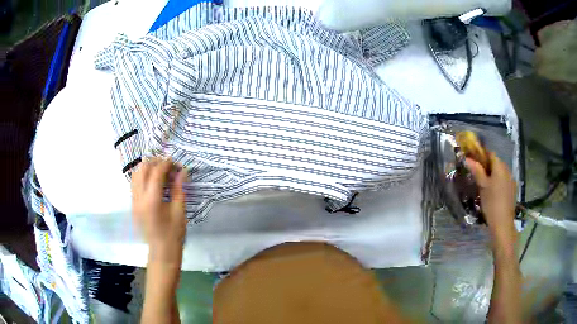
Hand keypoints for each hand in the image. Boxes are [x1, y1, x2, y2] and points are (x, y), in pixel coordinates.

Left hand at [131, 157, 187, 265]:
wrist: (161, 250)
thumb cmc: (174, 233)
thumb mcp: (180, 211)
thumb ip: (179, 189)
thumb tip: (181, 171)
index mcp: (152, 200)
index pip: (156, 173)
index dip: (166, 164)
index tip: (175, 162)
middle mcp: (139, 198)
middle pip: (142, 169)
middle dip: (155, 162)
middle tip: (167, 164)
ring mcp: (134, 201)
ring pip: (135, 174)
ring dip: (147, 167)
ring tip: (159, 169)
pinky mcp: (133, 204)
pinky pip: (134, 183)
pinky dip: (142, 176)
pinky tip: (152, 180)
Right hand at [466, 153, 515, 233]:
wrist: (502, 222)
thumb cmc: (491, 202)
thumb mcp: (482, 186)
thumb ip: (476, 170)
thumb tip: (467, 158)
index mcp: (500, 166)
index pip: (490, 154)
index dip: (481, 155)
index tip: (474, 161)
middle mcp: (507, 169)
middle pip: (496, 162)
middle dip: (487, 165)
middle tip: (477, 174)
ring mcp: (511, 179)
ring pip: (500, 172)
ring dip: (493, 174)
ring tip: (485, 184)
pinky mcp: (512, 189)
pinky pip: (504, 180)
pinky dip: (498, 182)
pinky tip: (493, 192)